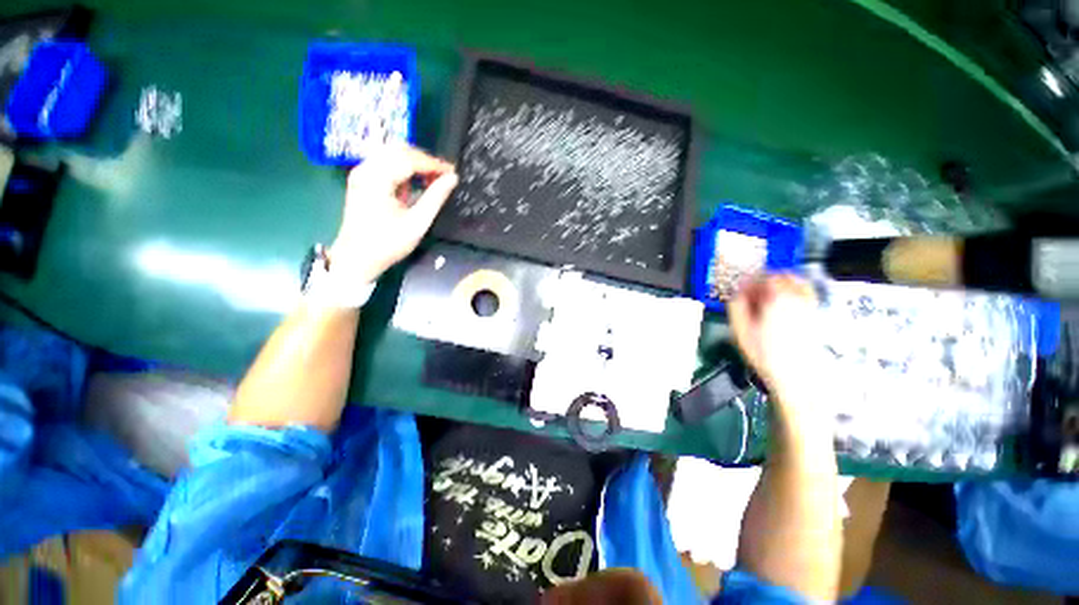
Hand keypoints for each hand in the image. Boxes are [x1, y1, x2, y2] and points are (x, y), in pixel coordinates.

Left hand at [330, 145, 457, 282]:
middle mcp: (365, 169)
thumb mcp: (417, 223)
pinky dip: (403, 168)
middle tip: (444, 176)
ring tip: (432, 180)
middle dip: (424, 160)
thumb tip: (452, 179)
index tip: (453, 172)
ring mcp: (361, 172)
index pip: (409, 159)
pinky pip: (385, 162)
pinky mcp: (361, 179)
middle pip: (399, 150)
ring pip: (391, 153)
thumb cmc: (388, 244)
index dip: (434, 163)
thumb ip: (435, 198)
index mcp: (377, 179)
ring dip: (414, 163)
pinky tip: (414, 183)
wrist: (356, 258)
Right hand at [728, 274, 818, 400]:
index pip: (762, 277)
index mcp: (776, 299)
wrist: (797, 376)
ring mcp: (810, 306)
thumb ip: (736, 306)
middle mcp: (797, 298)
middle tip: (754, 291)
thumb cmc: (765, 354)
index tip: (742, 289)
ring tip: (769, 294)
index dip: (750, 281)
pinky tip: (786, 301)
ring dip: (781, 283)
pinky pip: (808, 293)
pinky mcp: (817, 315)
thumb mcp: (740, 330)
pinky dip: (797, 291)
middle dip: (765, 280)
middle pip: (781, 276)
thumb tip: (737, 293)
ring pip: (797, 282)